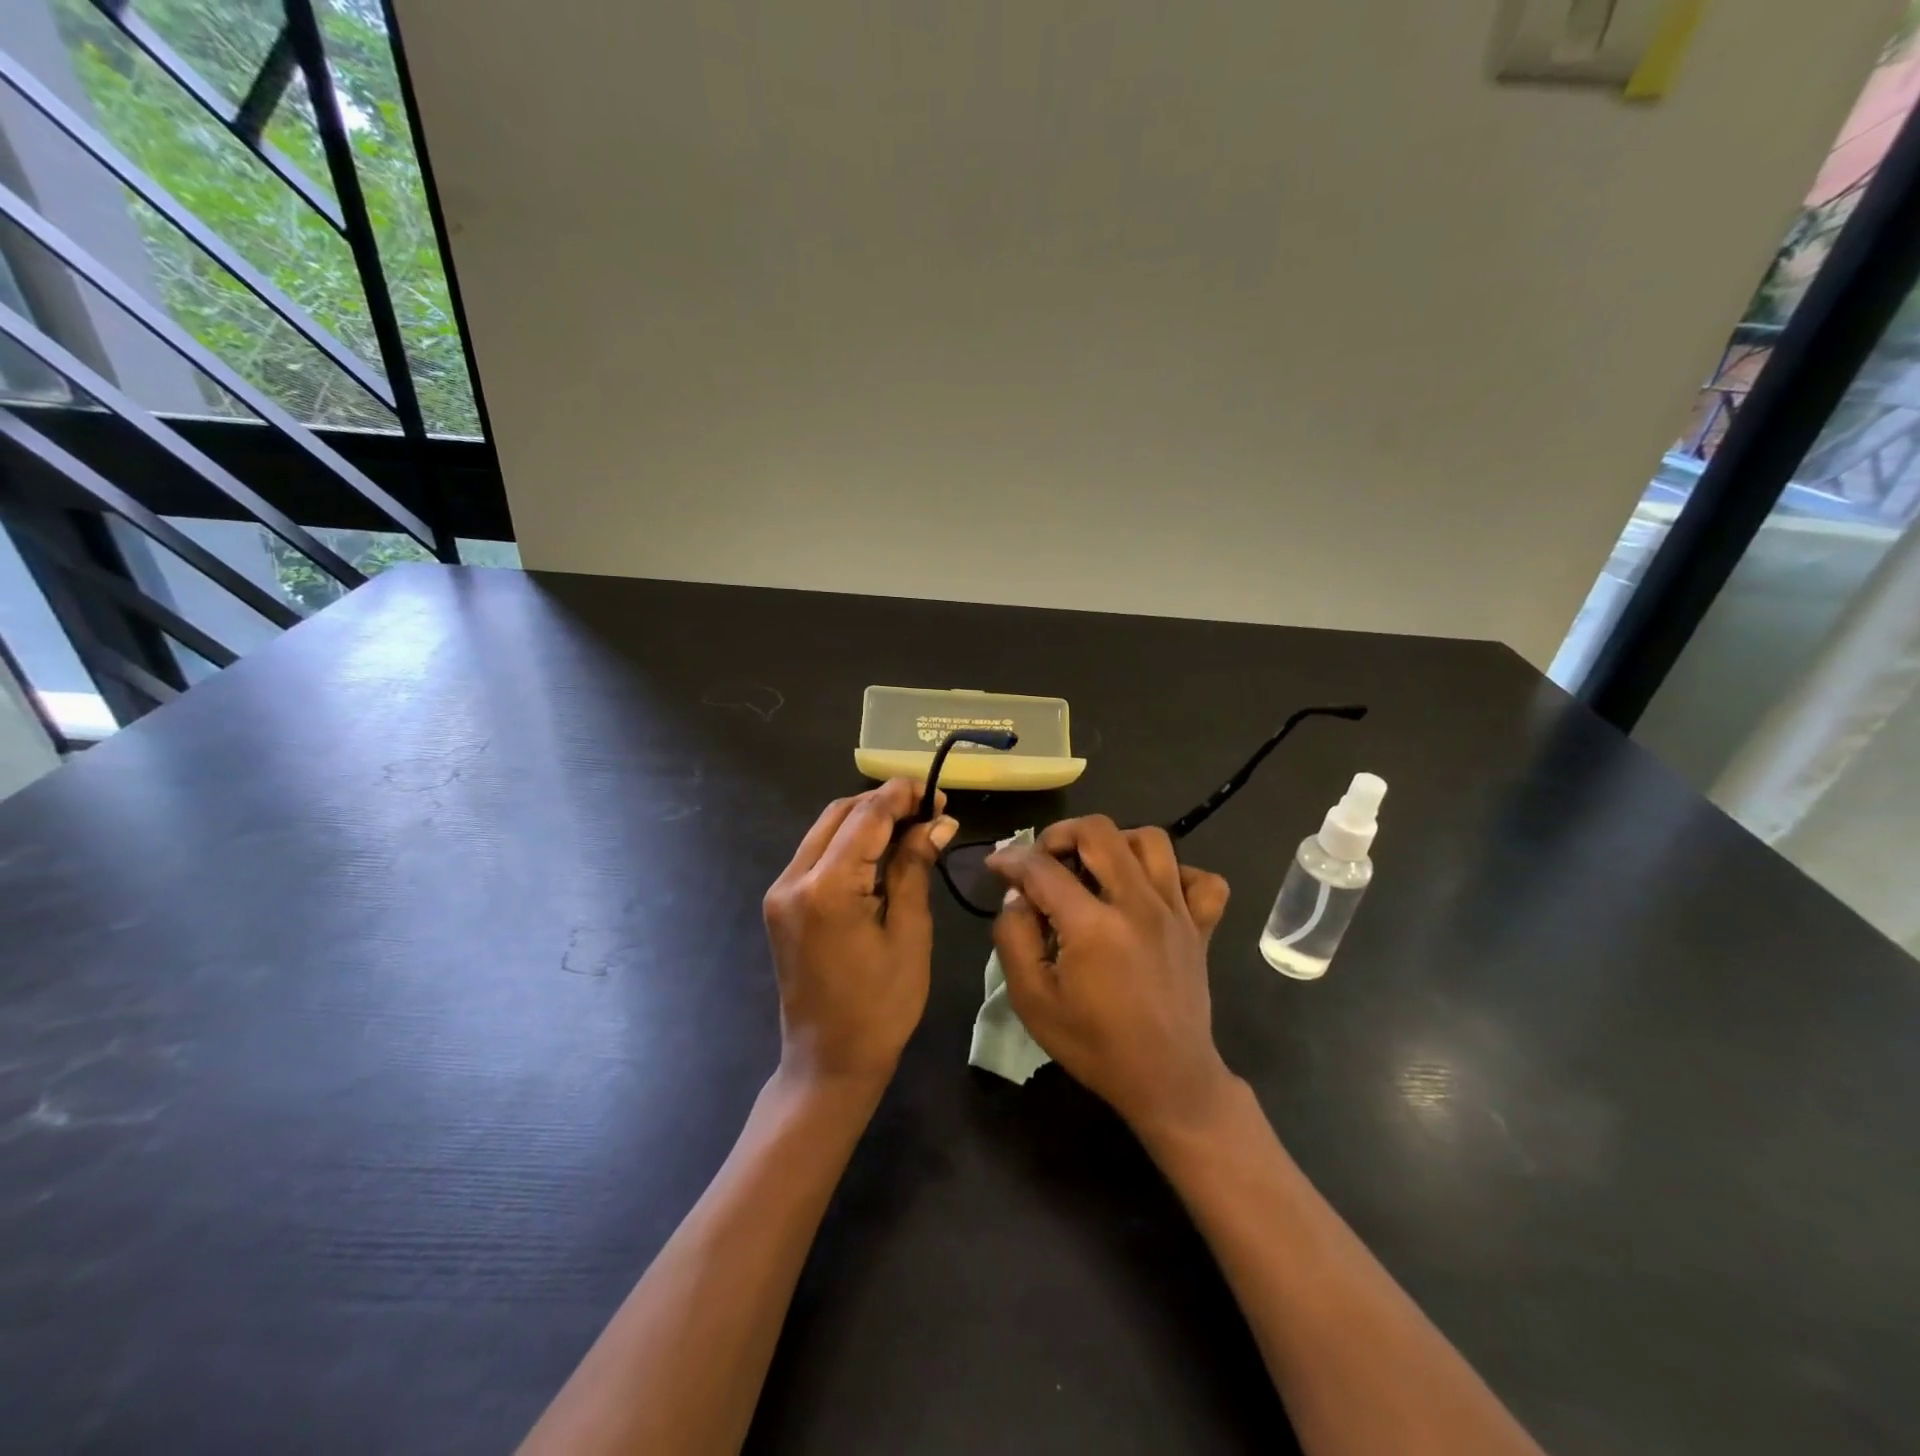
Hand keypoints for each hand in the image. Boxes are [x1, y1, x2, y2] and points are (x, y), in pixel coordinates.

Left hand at [763, 779, 958, 1090]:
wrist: (828, 1061)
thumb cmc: (881, 1006)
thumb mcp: (909, 933)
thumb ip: (915, 868)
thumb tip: (937, 822)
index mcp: (826, 888)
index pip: (866, 817)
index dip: (903, 796)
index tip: (938, 792)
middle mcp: (793, 879)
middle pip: (840, 814)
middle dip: (884, 803)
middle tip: (929, 810)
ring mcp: (781, 890)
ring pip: (825, 829)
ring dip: (867, 820)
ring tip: (912, 826)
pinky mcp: (781, 903)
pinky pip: (816, 854)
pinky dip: (849, 842)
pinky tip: (882, 851)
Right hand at [987, 817, 1235, 1135]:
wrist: (1168, 1081)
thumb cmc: (1094, 1045)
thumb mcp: (1033, 1000)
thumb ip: (1014, 939)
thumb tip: (1018, 897)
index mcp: (1093, 926)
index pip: (1043, 868)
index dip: (1011, 860)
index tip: (996, 866)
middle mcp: (1138, 904)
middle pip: (1099, 831)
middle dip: (1060, 834)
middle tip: (1044, 859)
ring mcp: (1176, 912)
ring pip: (1151, 839)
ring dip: (1115, 842)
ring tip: (1095, 866)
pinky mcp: (1201, 926)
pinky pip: (1201, 878)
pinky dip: (1176, 872)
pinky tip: (1151, 890)